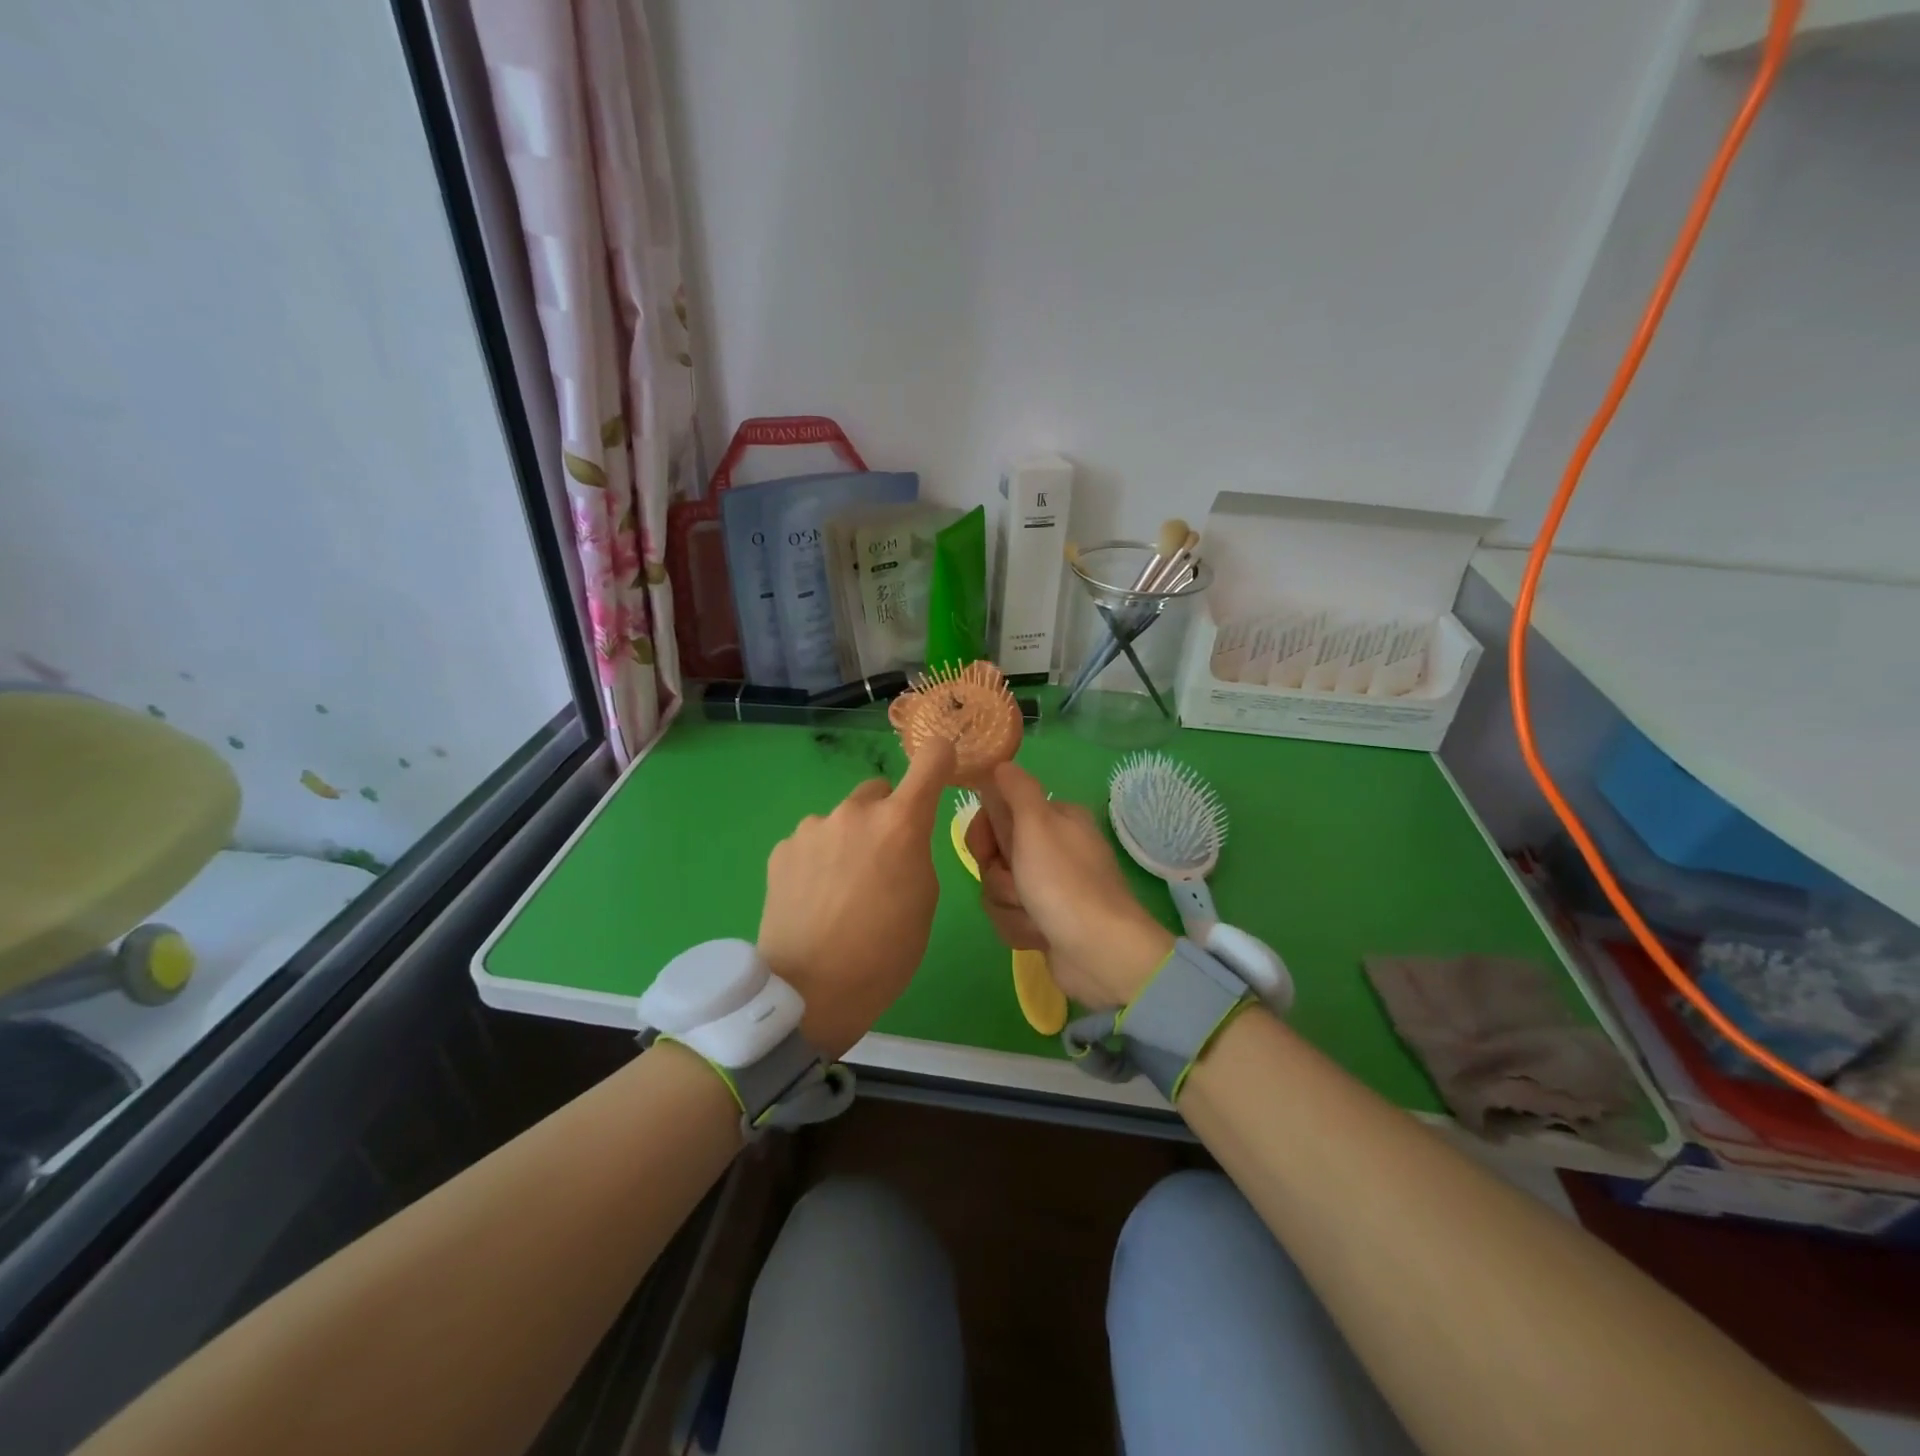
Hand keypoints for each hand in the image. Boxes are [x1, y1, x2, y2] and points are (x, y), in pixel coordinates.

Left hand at [758, 736, 955, 1058]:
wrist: (809, 991)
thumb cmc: (885, 952)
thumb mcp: (924, 900)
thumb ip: (916, 852)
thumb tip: (900, 838)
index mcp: (900, 823)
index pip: (929, 761)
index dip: (940, 758)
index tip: (942, 764)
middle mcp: (855, 812)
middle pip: (879, 792)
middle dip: (887, 815)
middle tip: (884, 860)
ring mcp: (812, 827)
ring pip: (842, 819)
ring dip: (849, 839)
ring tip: (842, 889)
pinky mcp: (782, 849)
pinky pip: (813, 841)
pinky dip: (819, 858)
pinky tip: (815, 897)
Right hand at [965, 761, 1173, 1009]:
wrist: (1100, 953)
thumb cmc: (1064, 883)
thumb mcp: (1037, 824)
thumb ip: (1016, 790)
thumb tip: (1001, 763)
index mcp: (1056, 819)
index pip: (997, 814)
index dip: (983, 834)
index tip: (986, 850)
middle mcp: (1054, 849)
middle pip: (994, 856)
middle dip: (999, 878)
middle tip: (1019, 887)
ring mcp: (1050, 887)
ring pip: (998, 890)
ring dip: (1009, 907)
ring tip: (1035, 917)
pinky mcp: (1046, 921)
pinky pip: (1010, 918)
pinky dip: (1020, 929)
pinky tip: (1040, 936)